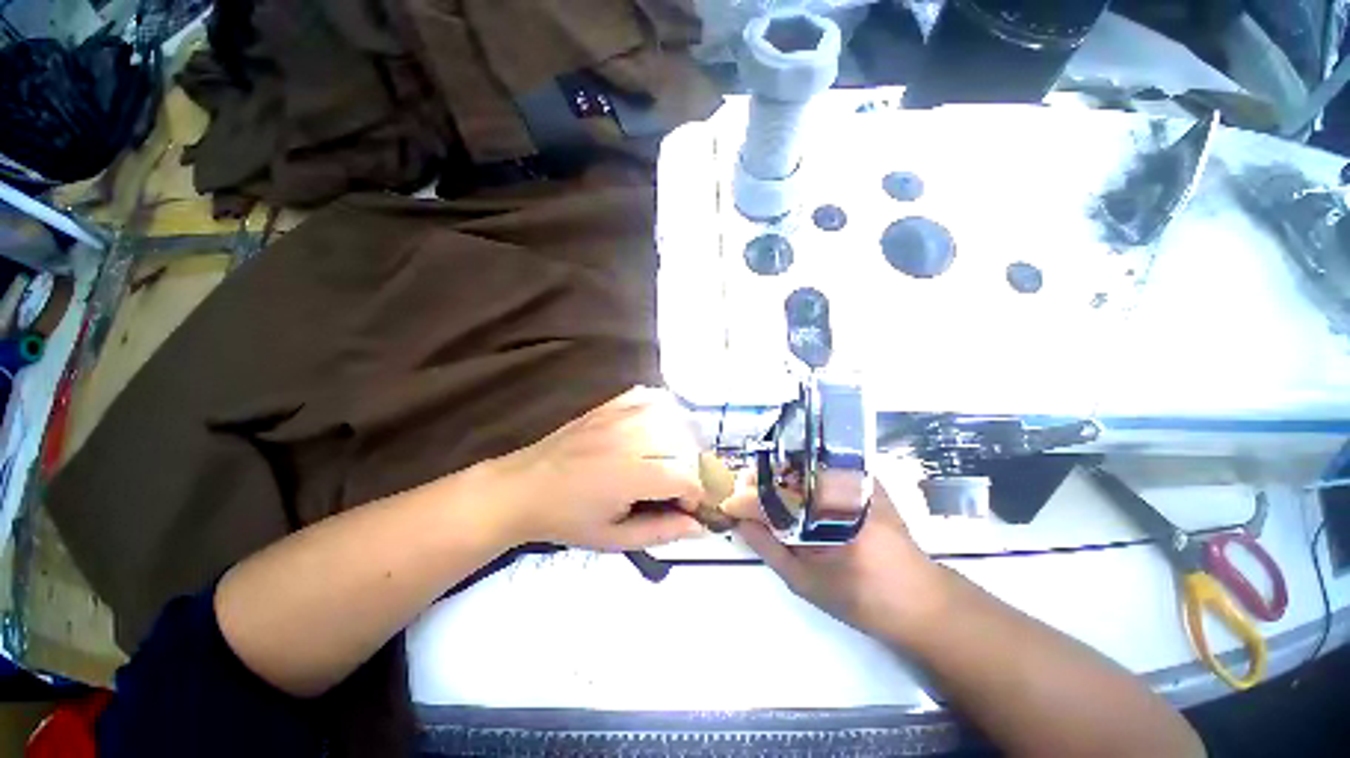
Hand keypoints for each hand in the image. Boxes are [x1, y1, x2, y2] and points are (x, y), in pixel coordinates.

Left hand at [487, 386, 705, 550]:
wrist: (523, 488)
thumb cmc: (567, 519)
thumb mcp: (613, 538)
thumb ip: (660, 532)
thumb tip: (698, 526)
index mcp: (631, 474)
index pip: (687, 476)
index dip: (697, 495)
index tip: (687, 507)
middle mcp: (631, 437)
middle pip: (687, 445)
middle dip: (694, 469)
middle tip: (680, 487)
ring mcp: (620, 416)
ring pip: (675, 417)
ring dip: (684, 441)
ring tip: (673, 460)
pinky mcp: (611, 405)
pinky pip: (651, 397)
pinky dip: (665, 409)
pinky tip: (660, 426)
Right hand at [721, 479, 949, 642]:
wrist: (920, 599)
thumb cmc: (861, 598)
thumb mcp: (806, 581)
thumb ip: (769, 549)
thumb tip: (740, 521)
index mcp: (828, 515)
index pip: (775, 495)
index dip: (747, 496)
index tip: (732, 503)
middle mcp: (843, 488)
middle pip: (788, 470)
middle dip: (762, 479)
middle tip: (747, 495)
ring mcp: (858, 480)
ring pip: (805, 464)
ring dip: (780, 475)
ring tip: (768, 493)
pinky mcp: (868, 480)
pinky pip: (825, 466)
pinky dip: (803, 474)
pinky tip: (797, 490)